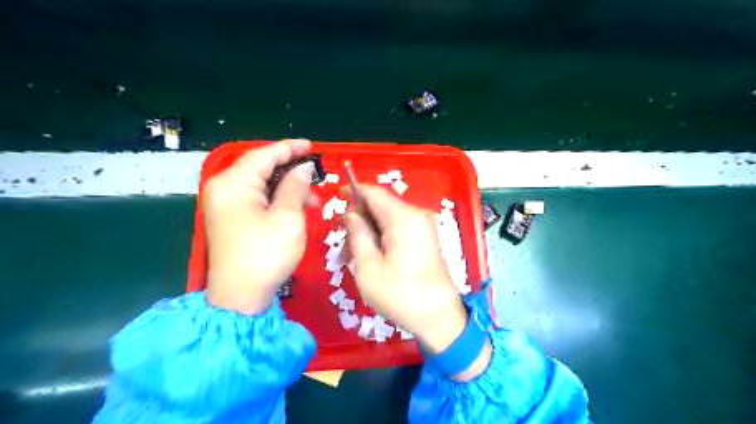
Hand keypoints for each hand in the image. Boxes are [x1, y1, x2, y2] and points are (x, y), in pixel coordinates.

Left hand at [202, 139, 314, 314]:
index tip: (313, 147)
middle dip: (291, 170)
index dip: (290, 148)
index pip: (264, 155)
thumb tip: (303, 168)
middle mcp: (224, 188)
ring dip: (287, 187)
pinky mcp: (231, 218)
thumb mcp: (288, 218)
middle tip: (317, 175)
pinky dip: (277, 199)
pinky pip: (257, 199)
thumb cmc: (266, 255)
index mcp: (234, 183)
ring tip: (313, 200)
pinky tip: (296, 208)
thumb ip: (296, 187)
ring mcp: (225, 205)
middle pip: (261, 168)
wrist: (240, 297)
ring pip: (261, 184)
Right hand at [345, 185, 469, 353]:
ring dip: (368, 231)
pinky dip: (381, 237)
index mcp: (403, 218)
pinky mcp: (425, 238)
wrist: (439, 317)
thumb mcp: (368, 267)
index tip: (336, 196)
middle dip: (359, 218)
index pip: (374, 192)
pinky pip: (397, 228)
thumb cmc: (400, 295)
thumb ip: (357, 234)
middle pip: (381, 204)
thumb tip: (350, 213)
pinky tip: (370, 257)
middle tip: (343, 242)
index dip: (353, 190)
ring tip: (352, 256)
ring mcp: (423, 227)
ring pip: (387, 218)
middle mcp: (416, 216)